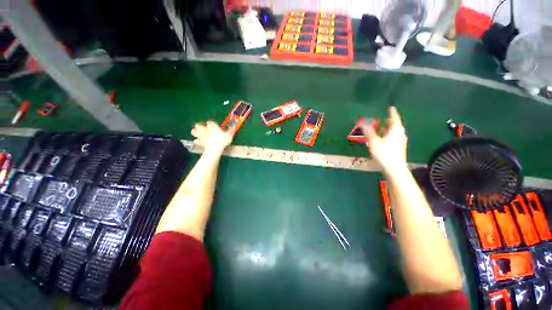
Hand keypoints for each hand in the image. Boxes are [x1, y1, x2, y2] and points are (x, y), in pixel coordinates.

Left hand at [191, 121, 234, 152]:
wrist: (214, 149)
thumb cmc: (222, 140)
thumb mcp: (229, 135)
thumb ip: (231, 131)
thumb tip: (233, 127)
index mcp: (212, 126)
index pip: (210, 122)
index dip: (211, 123)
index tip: (214, 125)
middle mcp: (205, 129)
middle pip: (198, 125)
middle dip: (199, 126)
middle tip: (203, 128)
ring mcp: (201, 136)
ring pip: (194, 132)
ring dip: (195, 132)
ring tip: (199, 134)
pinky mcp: (199, 142)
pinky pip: (196, 141)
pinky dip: (197, 141)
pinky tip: (199, 142)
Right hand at [361, 107, 407, 172]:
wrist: (394, 168)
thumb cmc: (384, 153)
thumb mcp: (374, 141)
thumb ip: (369, 131)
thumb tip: (364, 122)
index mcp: (396, 130)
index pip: (394, 118)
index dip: (392, 113)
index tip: (391, 108)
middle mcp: (400, 134)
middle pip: (395, 125)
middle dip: (388, 122)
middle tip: (383, 119)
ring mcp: (400, 142)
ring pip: (394, 132)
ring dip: (387, 129)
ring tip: (380, 128)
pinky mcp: (399, 148)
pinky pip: (393, 138)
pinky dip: (387, 136)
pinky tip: (382, 139)